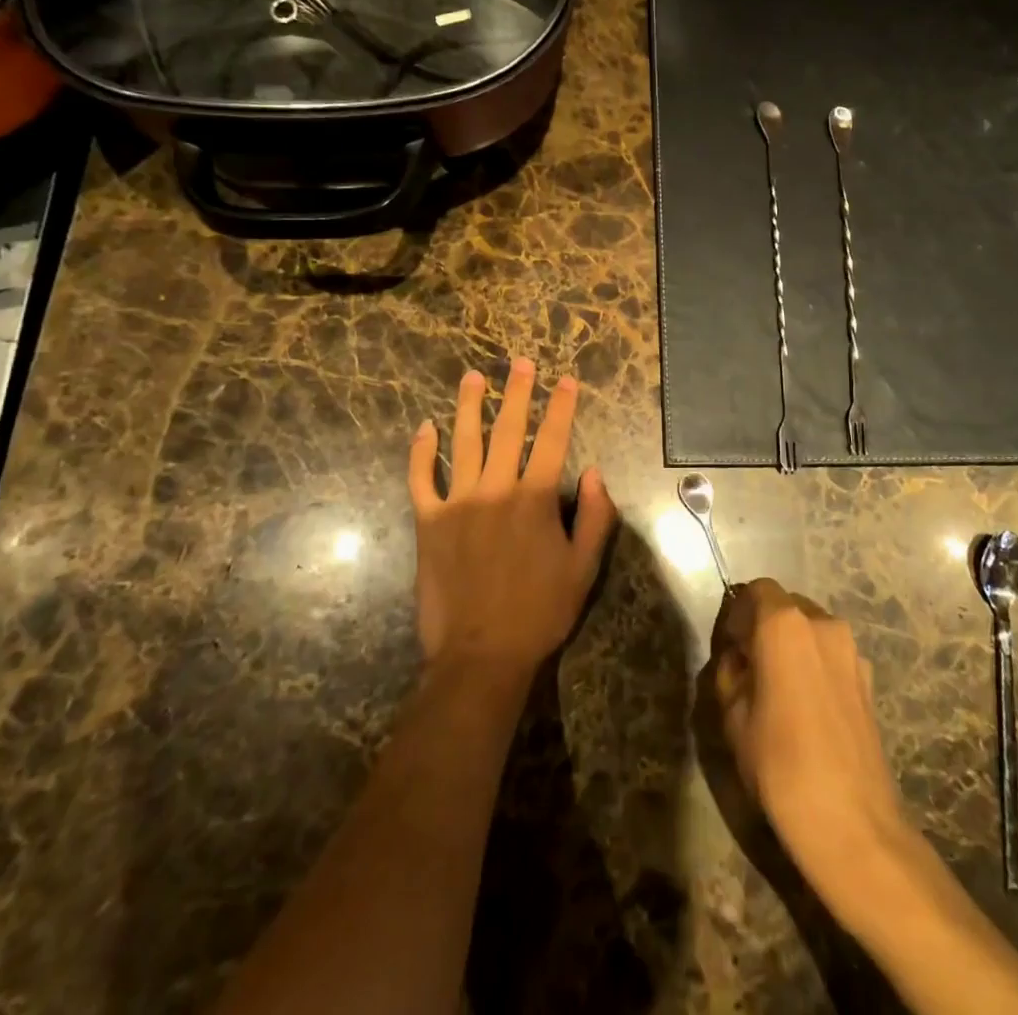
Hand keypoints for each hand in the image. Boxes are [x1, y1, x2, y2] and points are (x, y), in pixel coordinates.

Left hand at [407, 358, 614, 679]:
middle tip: (519, 363)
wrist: (481, 654)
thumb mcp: (584, 568)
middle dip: (517, 392)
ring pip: (464, 442)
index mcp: (535, 498)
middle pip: (508, 430)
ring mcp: (458, 502)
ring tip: (473, 377)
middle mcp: (496, 489)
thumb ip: (595, 516)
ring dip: (470, 406)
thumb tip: (595, 473)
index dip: (561, 407)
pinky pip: (422, 478)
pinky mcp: (428, 521)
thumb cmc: (540, 611)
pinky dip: (422, 452)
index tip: (565, 380)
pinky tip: (426, 428)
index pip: (552, 440)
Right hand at [713, 579, 914, 926]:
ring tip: (779, 690)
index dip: (738, 612)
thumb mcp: (733, 717)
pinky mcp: (869, 678)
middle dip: (765, 626)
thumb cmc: (781, 765)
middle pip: (786, 605)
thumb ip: (730, 673)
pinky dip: (814, 664)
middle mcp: (822, 624)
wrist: (853, 825)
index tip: (729, 646)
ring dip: (792, 645)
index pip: (756, 589)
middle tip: (750, 666)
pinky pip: (831, 654)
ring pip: (811, 629)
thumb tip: (739, 659)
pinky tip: (807, 708)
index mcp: (784, 624)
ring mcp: (852, 650)